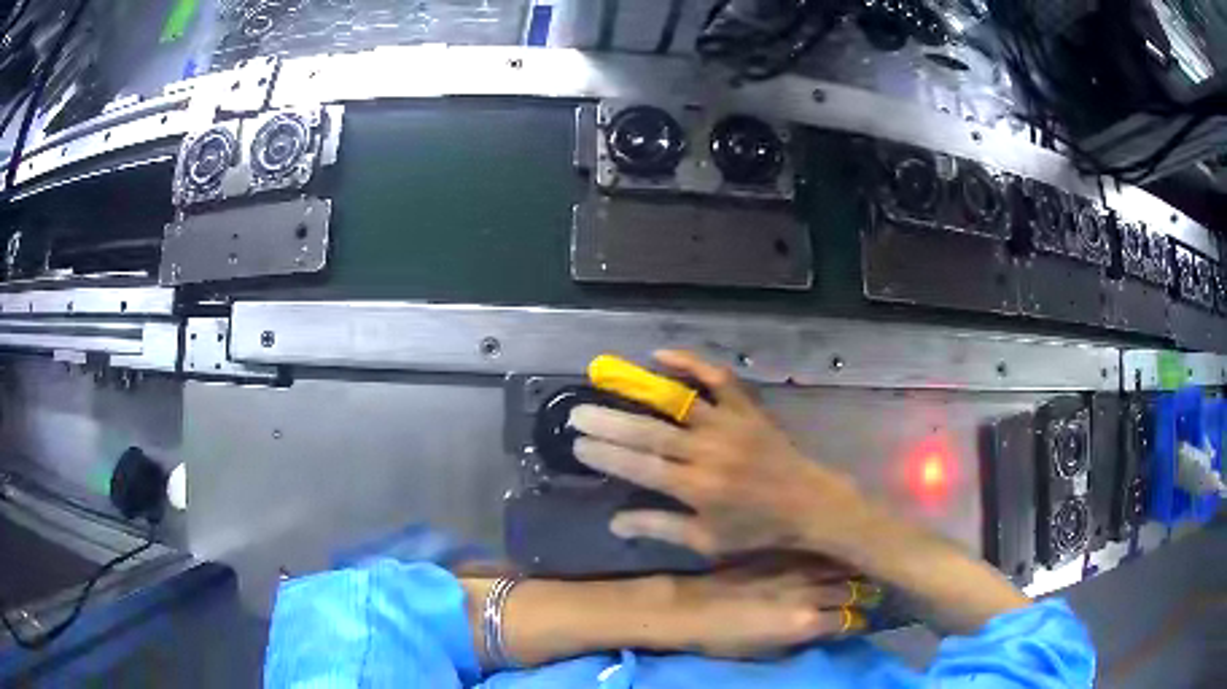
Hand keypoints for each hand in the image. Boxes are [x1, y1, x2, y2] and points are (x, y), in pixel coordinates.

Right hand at [568, 350, 870, 558]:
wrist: (810, 504)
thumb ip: (661, 528)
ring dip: (637, 392)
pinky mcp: (747, 409)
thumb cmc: (757, 529)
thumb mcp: (708, 540)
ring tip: (604, 379)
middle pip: (649, 433)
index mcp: (697, 488)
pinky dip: (691, 363)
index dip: (606, 455)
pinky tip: (662, 355)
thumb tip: (615, 522)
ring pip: (676, 404)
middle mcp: (708, 452)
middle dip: (608, 422)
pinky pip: (718, 379)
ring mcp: (729, 425)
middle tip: (576, 412)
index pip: (640, 468)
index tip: (577, 445)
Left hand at [654, 560, 879, 658]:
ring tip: (865, 568)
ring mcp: (795, 569)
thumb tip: (826, 632)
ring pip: (838, 566)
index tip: (866, 619)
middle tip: (876, 589)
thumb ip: (801, 641)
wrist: (690, 608)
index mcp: (805, 622)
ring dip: (853, 569)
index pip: (848, 620)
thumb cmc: (723, 640)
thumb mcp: (766, 652)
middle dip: (866, 591)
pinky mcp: (781, 554)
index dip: (859, 621)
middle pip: (850, 589)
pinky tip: (837, 552)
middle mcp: (808, 593)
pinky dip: (830, 555)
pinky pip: (815, 553)